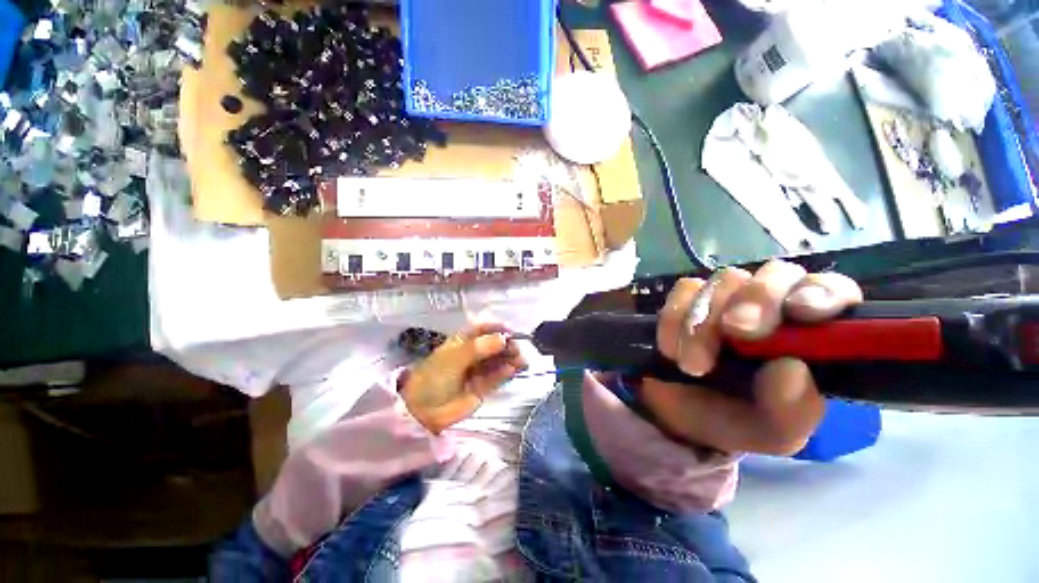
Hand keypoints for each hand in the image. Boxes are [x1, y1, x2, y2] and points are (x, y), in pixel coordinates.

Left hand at [400, 322, 527, 433]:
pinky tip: (513, 370)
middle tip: (517, 349)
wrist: (422, 411)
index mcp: (461, 342)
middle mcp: (470, 354)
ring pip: (497, 361)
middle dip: (506, 345)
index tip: (511, 329)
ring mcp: (476, 371)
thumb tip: (503, 338)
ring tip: (521, 361)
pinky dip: (505, 373)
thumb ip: (479, 348)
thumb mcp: (455, 358)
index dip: (496, 328)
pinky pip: (496, 377)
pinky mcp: (481, 388)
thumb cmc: (435, 377)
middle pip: (492, 346)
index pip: (481, 330)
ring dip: (509, 359)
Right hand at [643, 260, 863, 455]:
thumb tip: (790, 368)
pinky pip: (683, 292)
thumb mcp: (769, 433)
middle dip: (755, 300)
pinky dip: (674, 320)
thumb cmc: (734, 421)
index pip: (833, 292)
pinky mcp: (688, 299)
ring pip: (724, 281)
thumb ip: (789, 411)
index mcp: (810, 337)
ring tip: (692, 365)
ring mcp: (727, 299)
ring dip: (704, 322)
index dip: (821, 292)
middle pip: (775, 274)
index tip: (801, 312)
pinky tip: (671, 351)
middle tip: (735, 332)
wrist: (676, 414)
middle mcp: (773, 308)